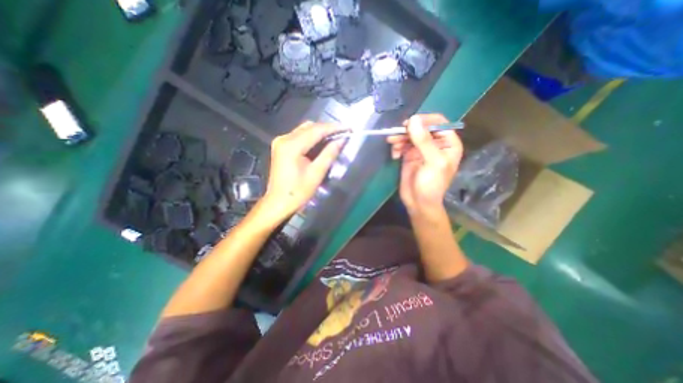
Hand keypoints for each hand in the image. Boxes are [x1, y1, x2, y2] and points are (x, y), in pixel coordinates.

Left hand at [262, 122, 346, 220]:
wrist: (278, 203)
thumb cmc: (297, 192)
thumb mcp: (316, 174)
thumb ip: (329, 154)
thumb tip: (341, 140)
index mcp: (291, 146)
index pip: (316, 130)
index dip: (334, 128)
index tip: (349, 128)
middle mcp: (284, 139)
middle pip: (309, 127)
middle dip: (327, 129)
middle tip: (343, 133)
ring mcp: (281, 142)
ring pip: (304, 130)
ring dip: (320, 132)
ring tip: (335, 137)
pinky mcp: (281, 147)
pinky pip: (300, 136)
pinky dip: (312, 138)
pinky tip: (322, 143)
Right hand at [386, 113, 460, 217]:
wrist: (418, 203)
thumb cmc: (432, 184)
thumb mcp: (432, 162)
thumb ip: (424, 141)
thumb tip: (413, 120)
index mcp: (448, 143)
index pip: (438, 122)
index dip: (424, 120)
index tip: (410, 124)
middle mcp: (435, 143)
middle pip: (421, 127)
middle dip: (409, 129)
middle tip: (397, 134)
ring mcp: (421, 149)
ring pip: (410, 135)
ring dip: (400, 137)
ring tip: (392, 142)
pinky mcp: (409, 155)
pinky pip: (402, 144)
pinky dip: (397, 146)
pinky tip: (394, 155)